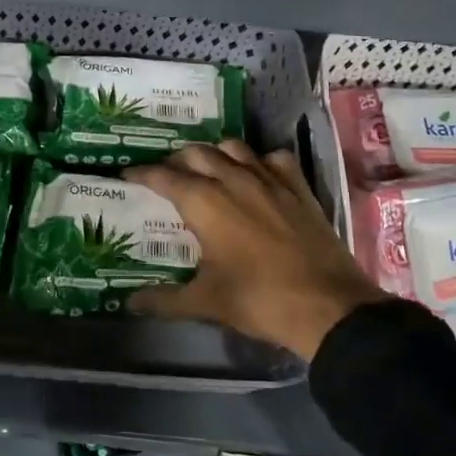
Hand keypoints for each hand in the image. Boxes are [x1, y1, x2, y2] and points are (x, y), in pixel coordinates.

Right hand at [124, 140, 384, 360]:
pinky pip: (274, 159)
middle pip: (197, 153)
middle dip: (176, 160)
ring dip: (215, 154)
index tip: (127, 176)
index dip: (141, 174)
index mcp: (205, 202)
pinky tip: (256, 176)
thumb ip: (164, 299)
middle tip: (166, 176)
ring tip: (207, 170)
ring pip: (234, 148)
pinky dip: (259, 161)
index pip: (163, 177)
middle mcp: (233, 180)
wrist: (328, 307)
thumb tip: (129, 303)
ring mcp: (270, 180)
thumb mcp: (206, 302)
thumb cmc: (259, 300)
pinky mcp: (299, 189)